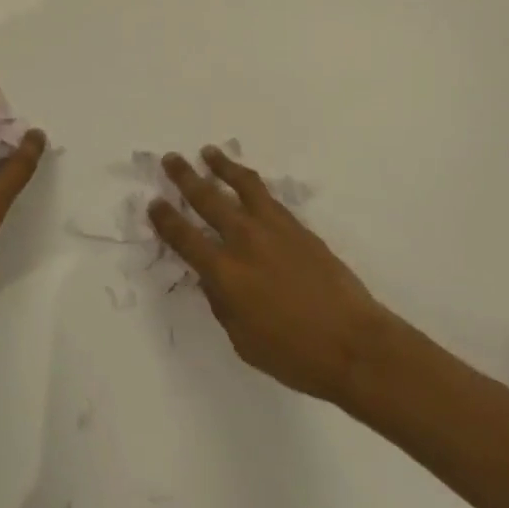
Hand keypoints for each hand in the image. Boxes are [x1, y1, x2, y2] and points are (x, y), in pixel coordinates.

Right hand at [150, 147, 389, 401]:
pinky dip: (250, 182)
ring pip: (240, 185)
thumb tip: (211, 278)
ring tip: (208, 152)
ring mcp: (272, 228)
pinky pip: (266, 195)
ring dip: (220, 166)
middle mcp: (243, 241)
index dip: (166, 219)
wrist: (354, 344)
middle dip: (185, 177)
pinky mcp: (296, 225)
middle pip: (207, 199)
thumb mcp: (244, 341)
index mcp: (225, 273)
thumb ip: (222, 304)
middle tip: (171, 159)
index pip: (185, 238)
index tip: (154, 203)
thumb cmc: (294, 355)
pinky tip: (246, 179)